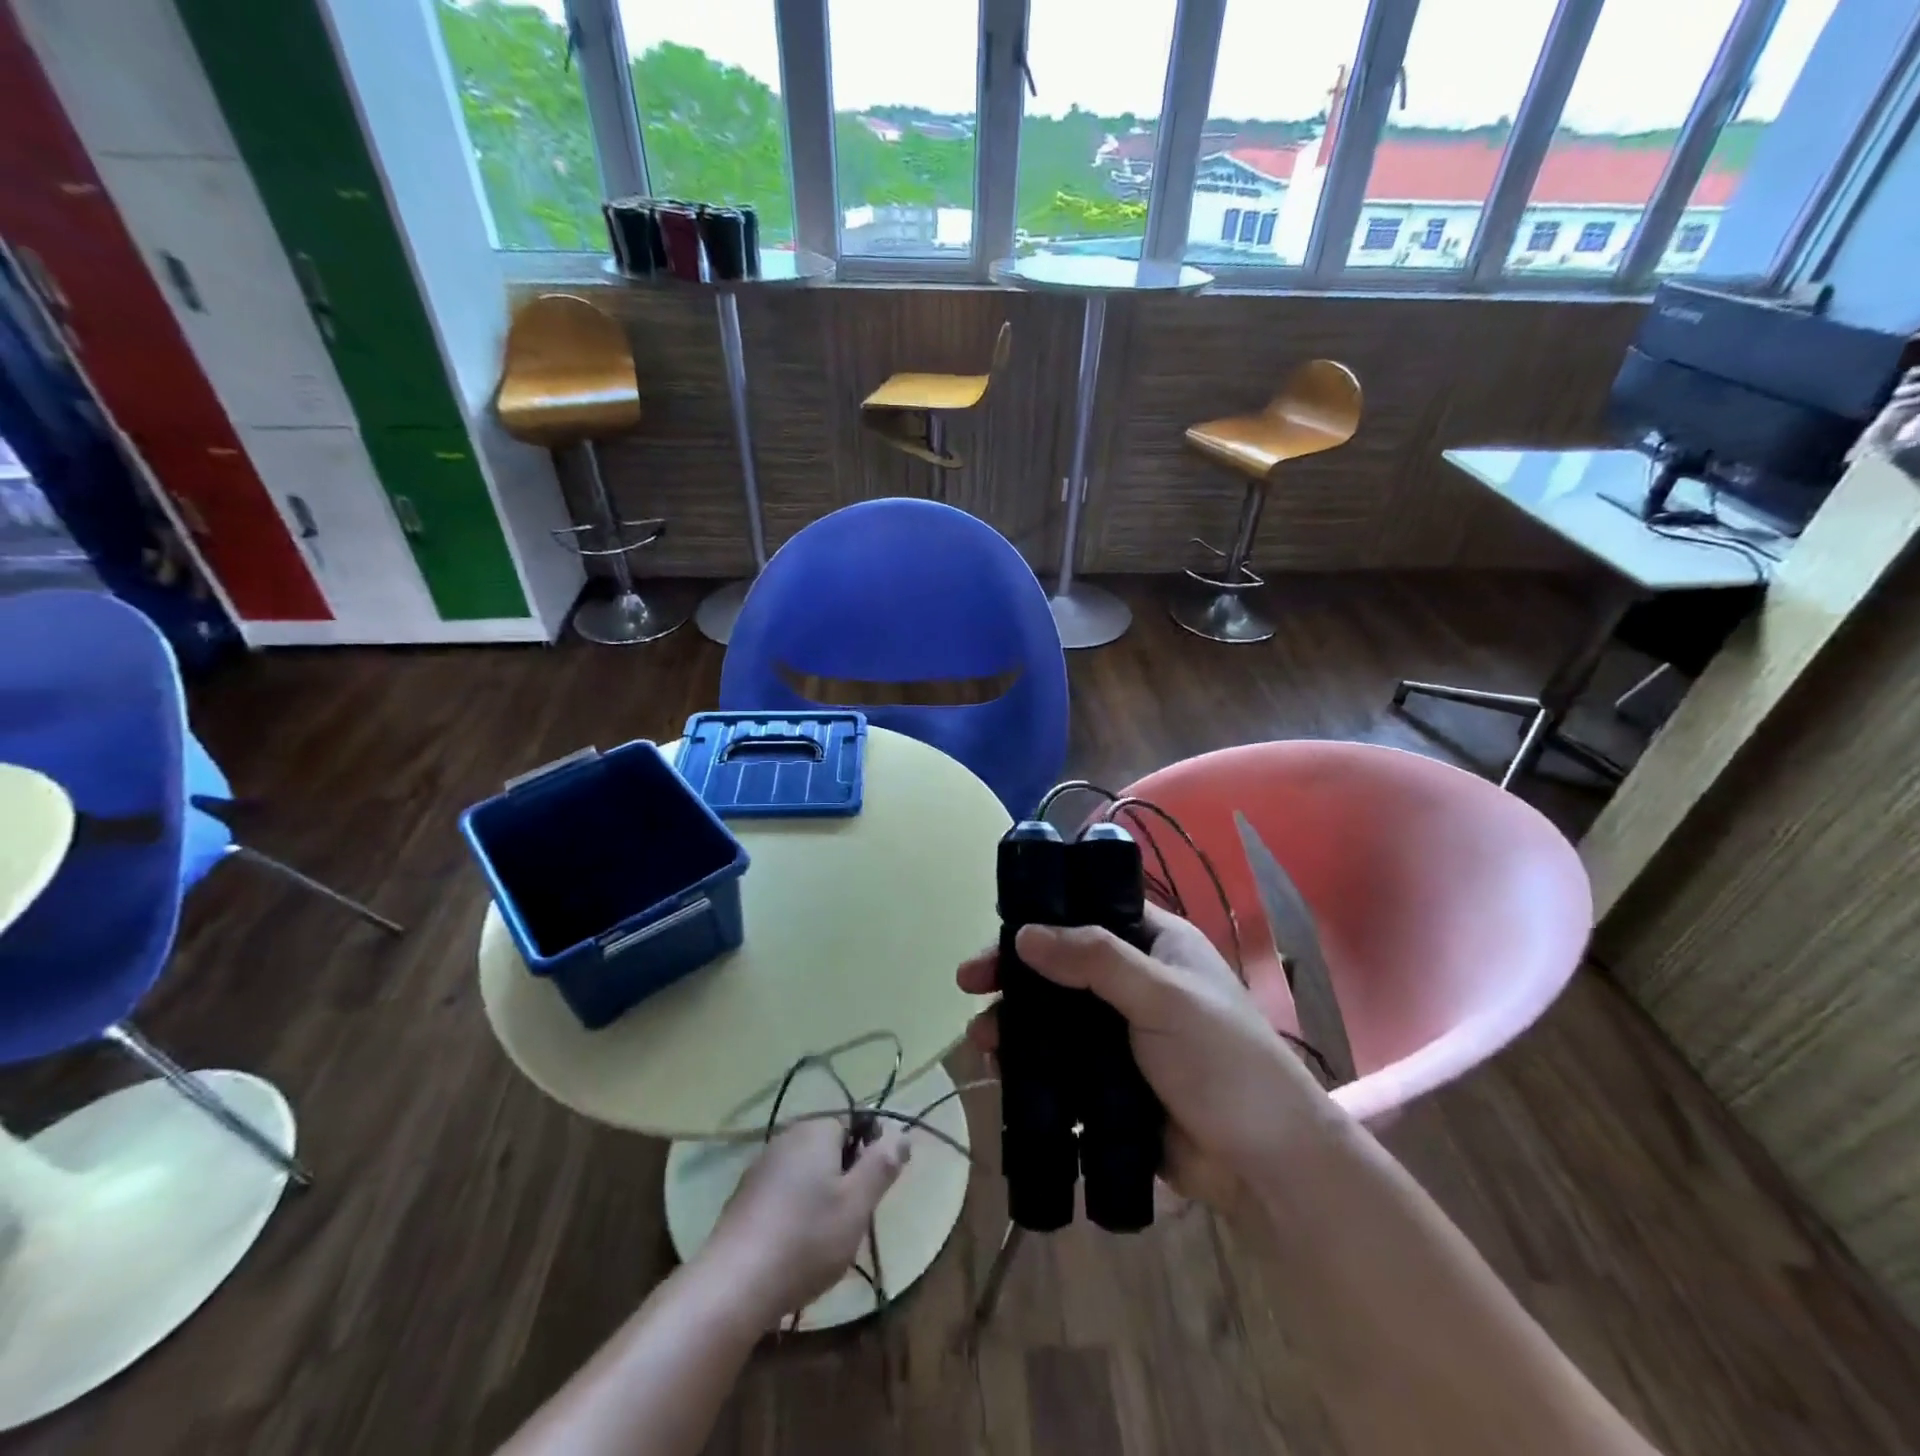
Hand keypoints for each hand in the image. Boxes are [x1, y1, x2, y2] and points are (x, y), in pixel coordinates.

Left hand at [702, 1117, 910, 1323]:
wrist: (732, 1286)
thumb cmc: (806, 1240)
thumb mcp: (857, 1205)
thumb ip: (882, 1165)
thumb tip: (902, 1133)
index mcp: (816, 1130)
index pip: (855, 1122)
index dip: (870, 1153)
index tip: (872, 1191)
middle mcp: (786, 1137)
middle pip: (829, 1147)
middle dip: (845, 1177)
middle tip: (852, 1218)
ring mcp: (760, 1167)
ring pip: (806, 1171)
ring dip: (820, 1196)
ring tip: (825, 1239)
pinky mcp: (743, 1197)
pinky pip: (782, 1192)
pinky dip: (795, 1211)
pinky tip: (794, 1246)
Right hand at [958, 905, 1335, 1218]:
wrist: (1265, 1165)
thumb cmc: (1224, 1062)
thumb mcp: (1164, 997)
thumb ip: (1096, 960)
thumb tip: (1024, 934)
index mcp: (1157, 944)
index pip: (1091, 909)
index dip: (1043, 913)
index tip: (1000, 930)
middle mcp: (1136, 980)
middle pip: (1063, 964)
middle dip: (1015, 972)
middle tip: (969, 982)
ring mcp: (1122, 1032)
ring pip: (1056, 1014)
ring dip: (1016, 1020)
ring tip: (982, 1039)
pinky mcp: (1111, 1080)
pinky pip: (1061, 1061)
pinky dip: (1030, 1062)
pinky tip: (1002, 1071)